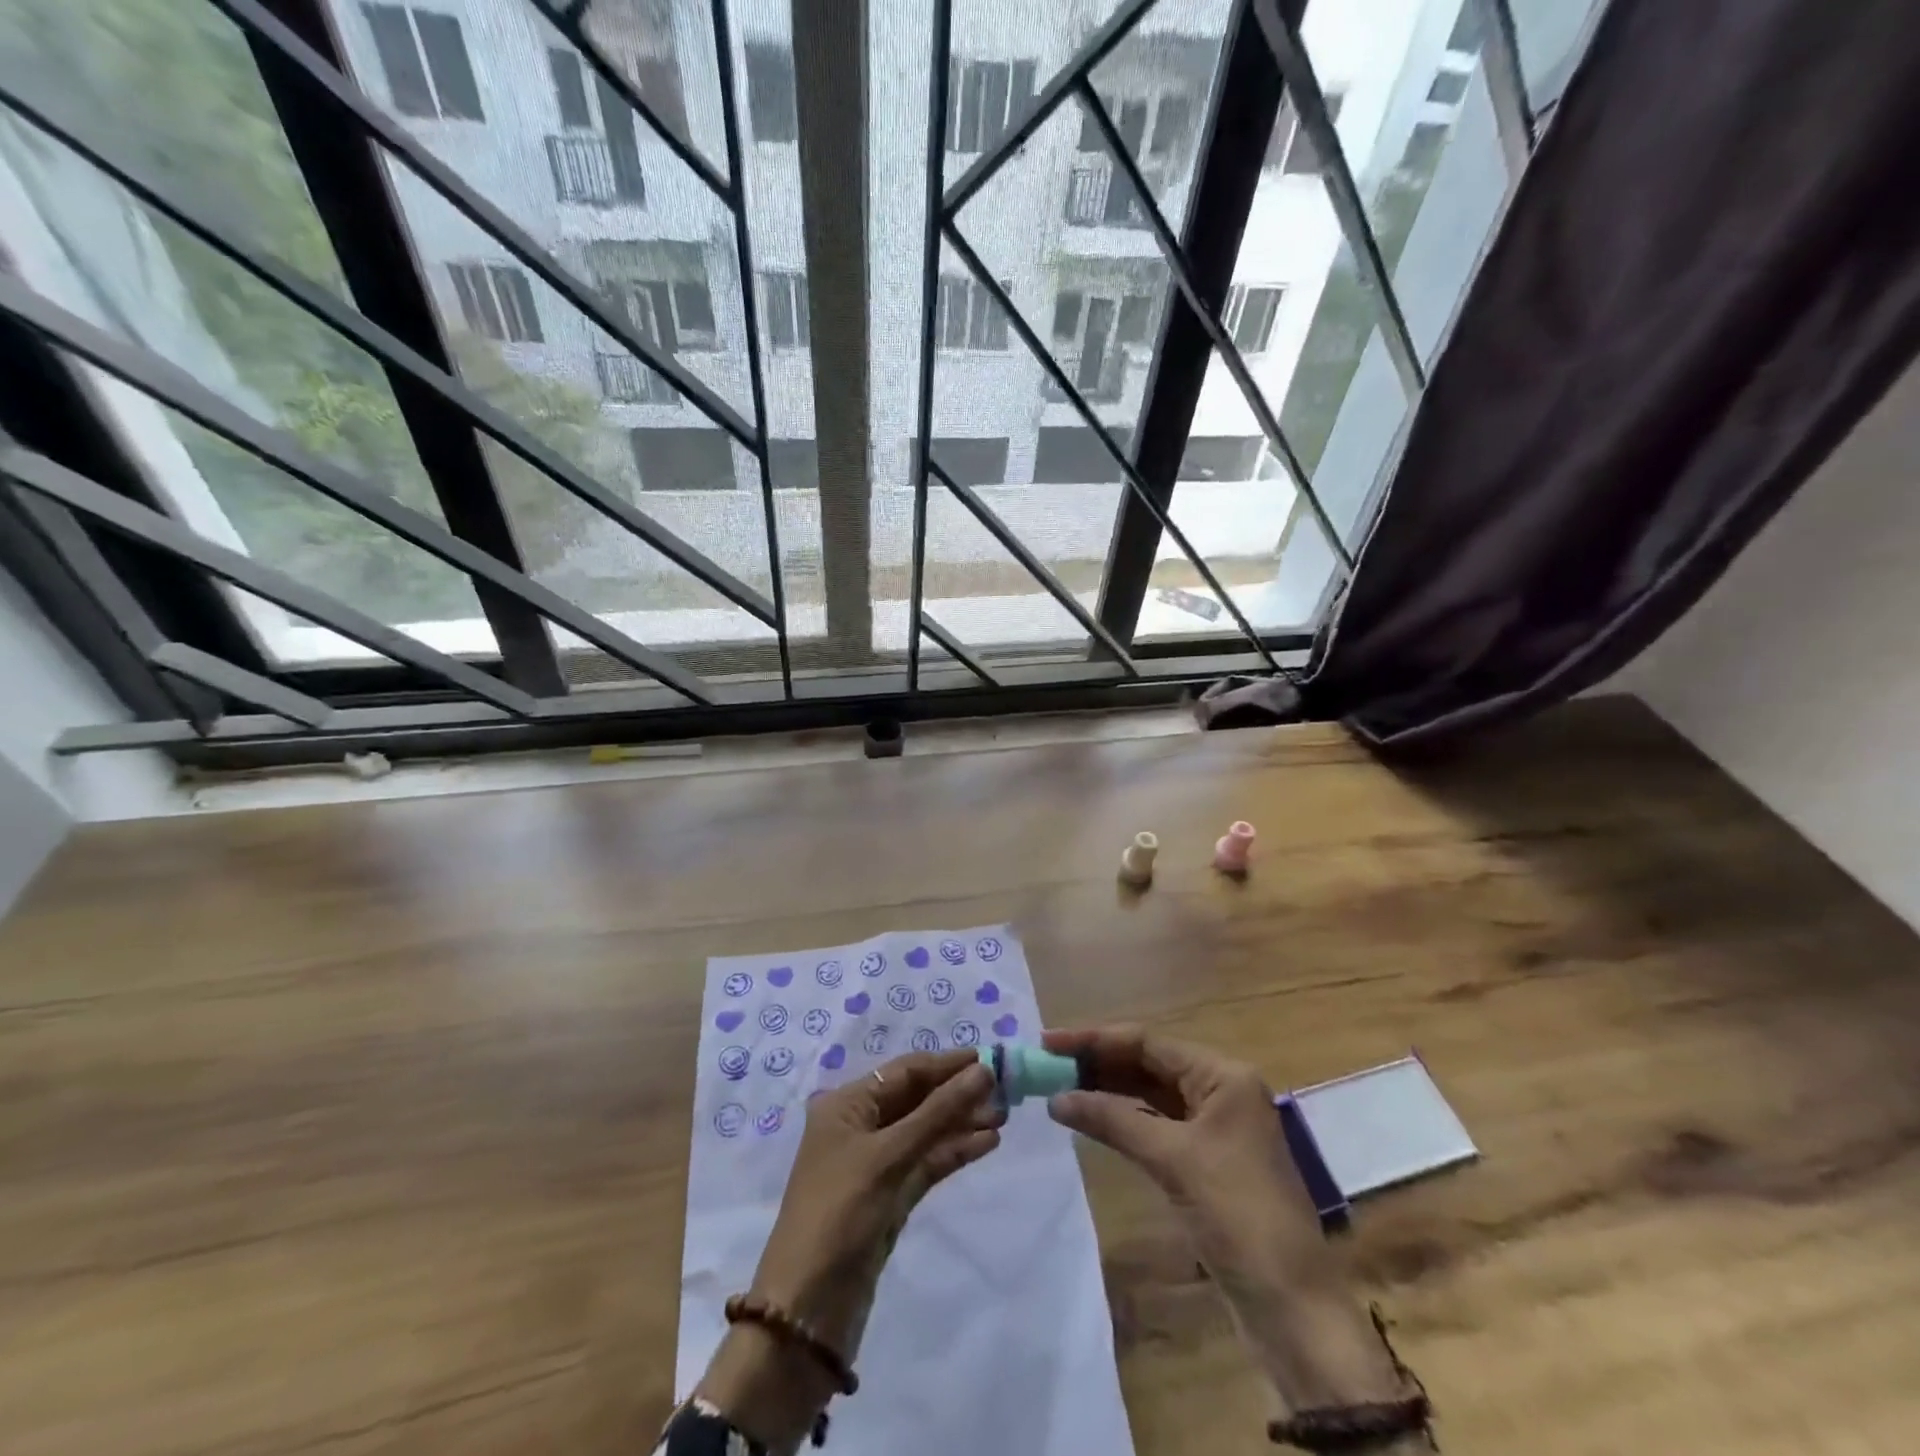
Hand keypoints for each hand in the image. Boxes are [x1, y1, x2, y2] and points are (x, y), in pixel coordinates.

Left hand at [697, 1052, 998, 1451]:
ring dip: (961, 1122)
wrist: (809, 1306)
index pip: (905, 1071)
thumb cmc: (841, 1211)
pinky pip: (926, 1161)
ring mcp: (875, 1162)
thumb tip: (983, 1070)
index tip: (991, 1058)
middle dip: (958, 1093)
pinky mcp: (890, 1195)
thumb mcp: (889, 1155)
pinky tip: (986, 1143)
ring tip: (1003, 1117)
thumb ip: (938, 1111)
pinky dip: (953, 1151)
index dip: (948, 1064)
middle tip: (1005, 1091)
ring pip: (925, 1130)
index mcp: (846, 1104)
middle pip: (917, 1098)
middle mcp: (860, 1125)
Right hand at [1043, 1026, 1322, 1284]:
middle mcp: (1221, 1090)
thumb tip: (1056, 1099)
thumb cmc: (1237, 1215)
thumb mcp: (1172, 1160)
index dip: (1095, 1039)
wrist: (1291, 1307)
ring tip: (1061, 1086)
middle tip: (1048, 1065)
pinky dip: (1126, 1119)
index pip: (1148, 1042)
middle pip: (1149, 1063)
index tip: (1050, 1041)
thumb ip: (1113, 1120)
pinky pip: (1158, 1124)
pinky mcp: (1208, 1159)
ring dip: (1109, 1090)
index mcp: (1223, 1075)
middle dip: (1099, 1062)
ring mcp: (1215, 1125)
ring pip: (1152, 1094)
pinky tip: (1094, 1118)